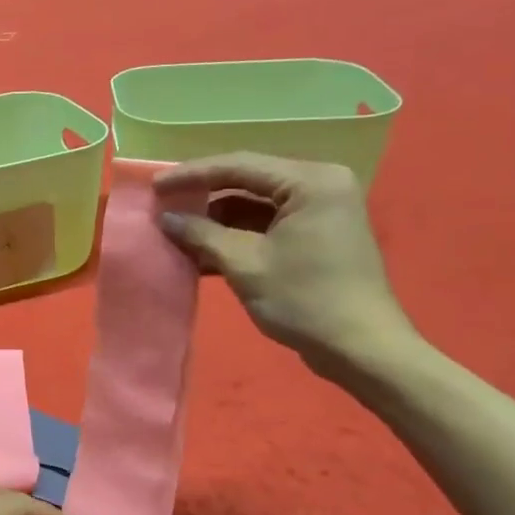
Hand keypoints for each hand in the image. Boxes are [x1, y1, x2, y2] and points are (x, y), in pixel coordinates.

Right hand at [155, 152, 416, 377]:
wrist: (360, 348)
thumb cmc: (304, 300)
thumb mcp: (245, 264)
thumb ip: (201, 234)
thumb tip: (165, 217)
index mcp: (311, 182)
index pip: (239, 166)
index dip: (192, 174)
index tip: (154, 185)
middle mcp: (319, 185)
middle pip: (247, 181)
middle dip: (203, 195)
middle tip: (161, 204)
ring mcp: (319, 211)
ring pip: (254, 204)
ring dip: (215, 219)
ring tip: (174, 229)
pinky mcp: (314, 235)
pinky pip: (266, 224)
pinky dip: (235, 235)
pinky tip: (200, 249)